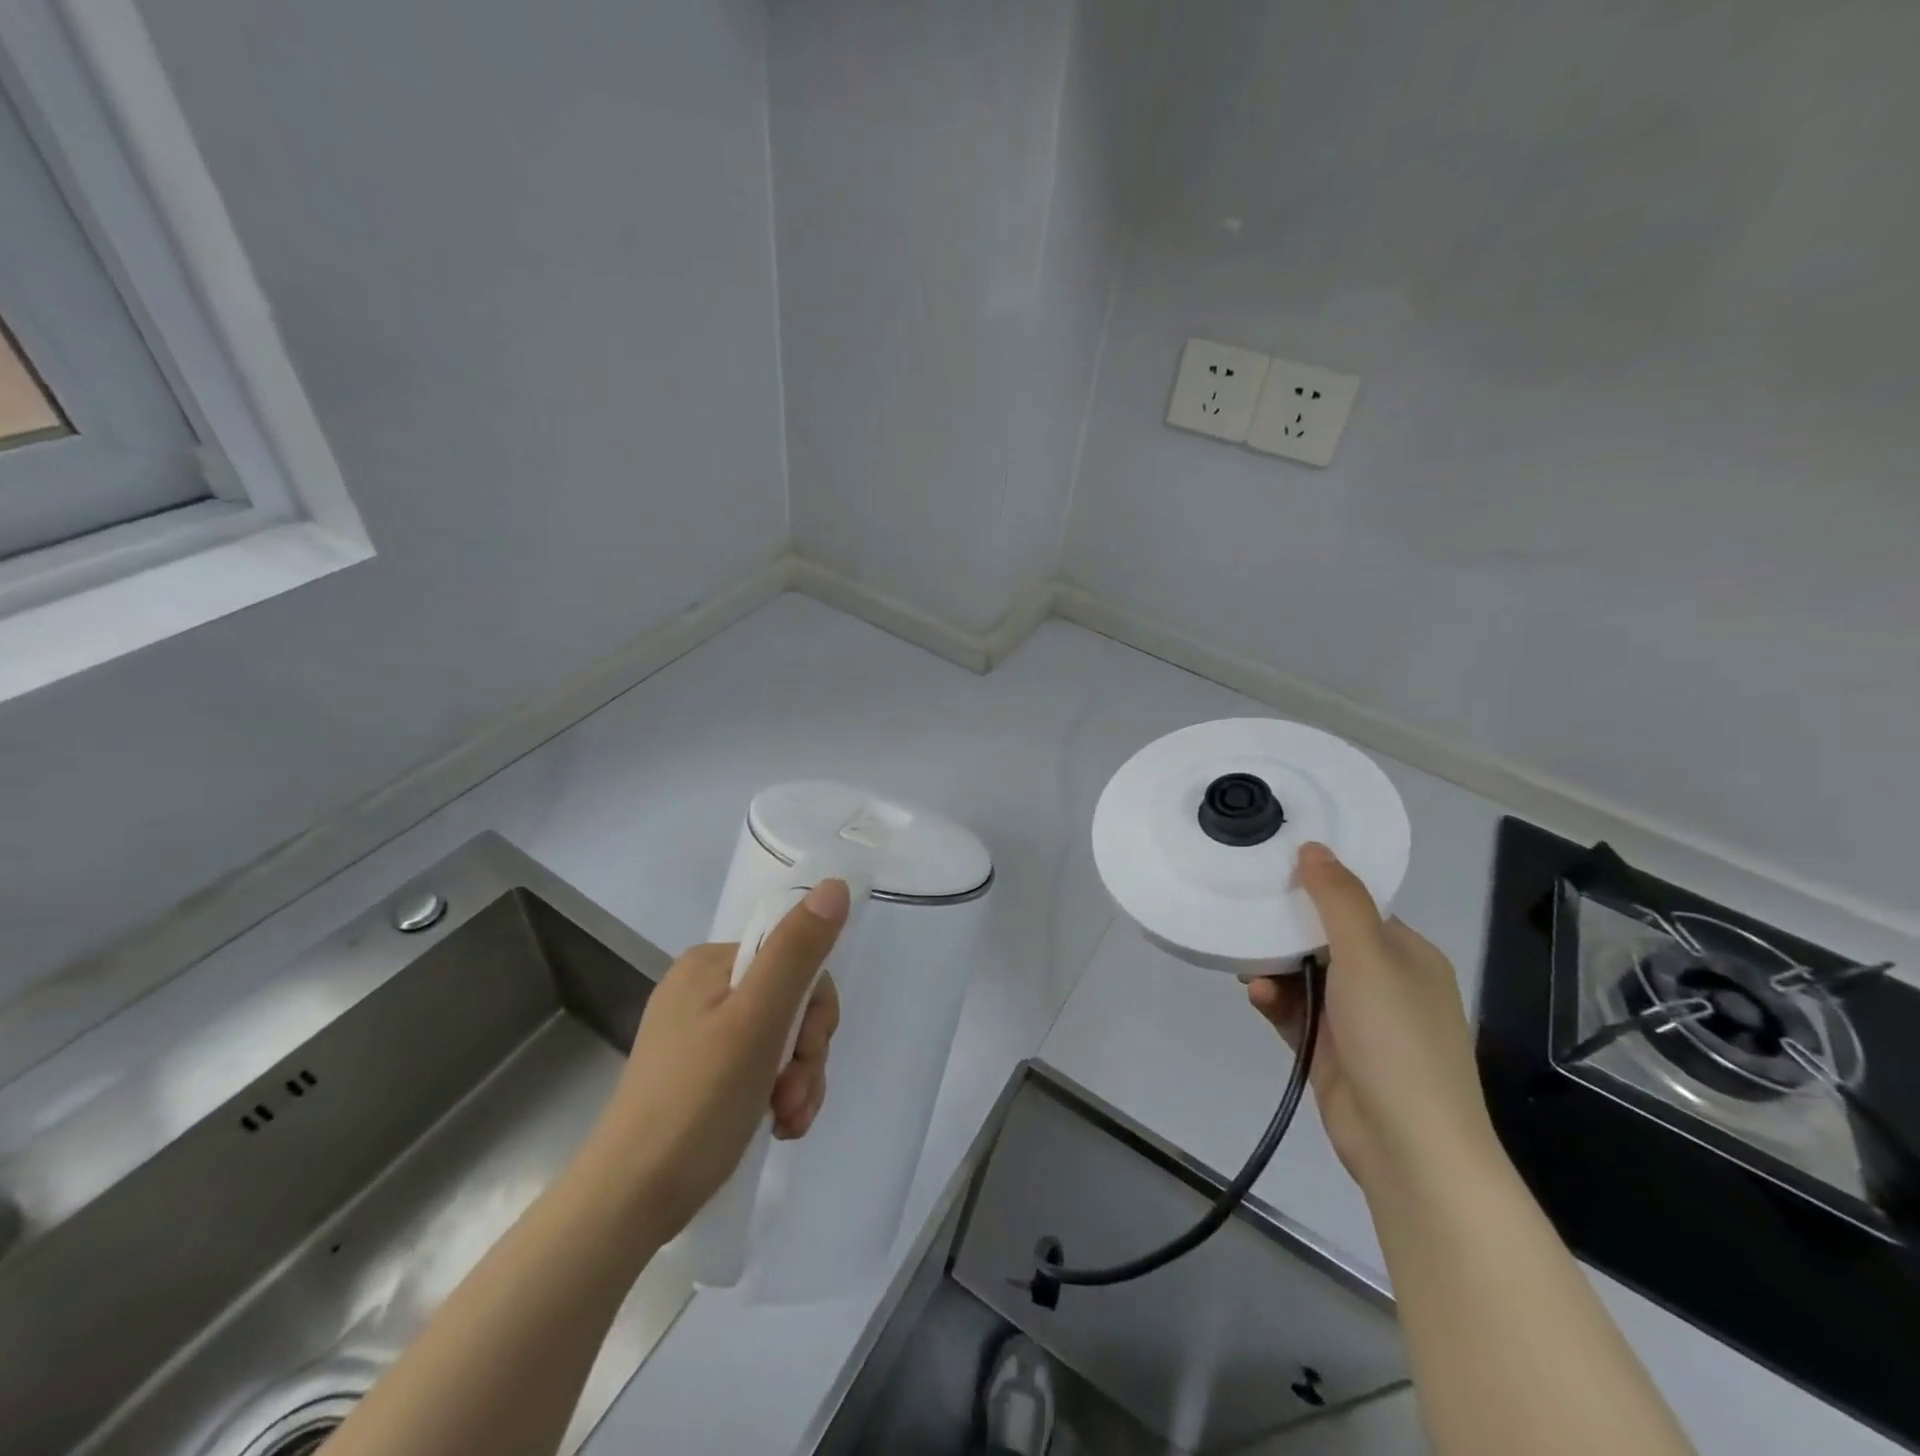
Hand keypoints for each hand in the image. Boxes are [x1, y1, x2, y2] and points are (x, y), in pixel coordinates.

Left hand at [587, 880, 847, 1242]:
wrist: (629, 1202)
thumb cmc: (697, 1102)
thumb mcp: (758, 1020)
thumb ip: (798, 951)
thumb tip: (835, 885)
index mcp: (711, 964)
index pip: (793, 959)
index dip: (815, 1007)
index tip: (809, 1049)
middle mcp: (704, 990)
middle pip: (790, 1002)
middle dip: (806, 1052)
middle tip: (794, 1094)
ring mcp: (701, 1035)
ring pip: (781, 1040)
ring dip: (798, 1080)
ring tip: (787, 1119)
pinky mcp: (701, 1076)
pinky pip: (761, 1068)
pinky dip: (779, 1096)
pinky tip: (778, 1125)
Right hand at [1248, 843, 1496, 1192]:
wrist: (1409, 1147)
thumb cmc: (1395, 1039)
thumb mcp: (1368, 957)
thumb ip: (1338, 899)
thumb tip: (1313, 846)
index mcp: (1406, 955)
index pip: (1355, 907)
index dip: (1315, 891)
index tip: (1270, 877)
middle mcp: (1385, 983)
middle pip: (1323, 940)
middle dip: (1283, 934)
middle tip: (1245, 926)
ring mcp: (1358, 1020)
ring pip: (1304, 977)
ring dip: (1274, 971)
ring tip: (1248, 972)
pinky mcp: (1331, 1051)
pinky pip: (1296, 1012)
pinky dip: (1276, 1003)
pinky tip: (1258, 1000)